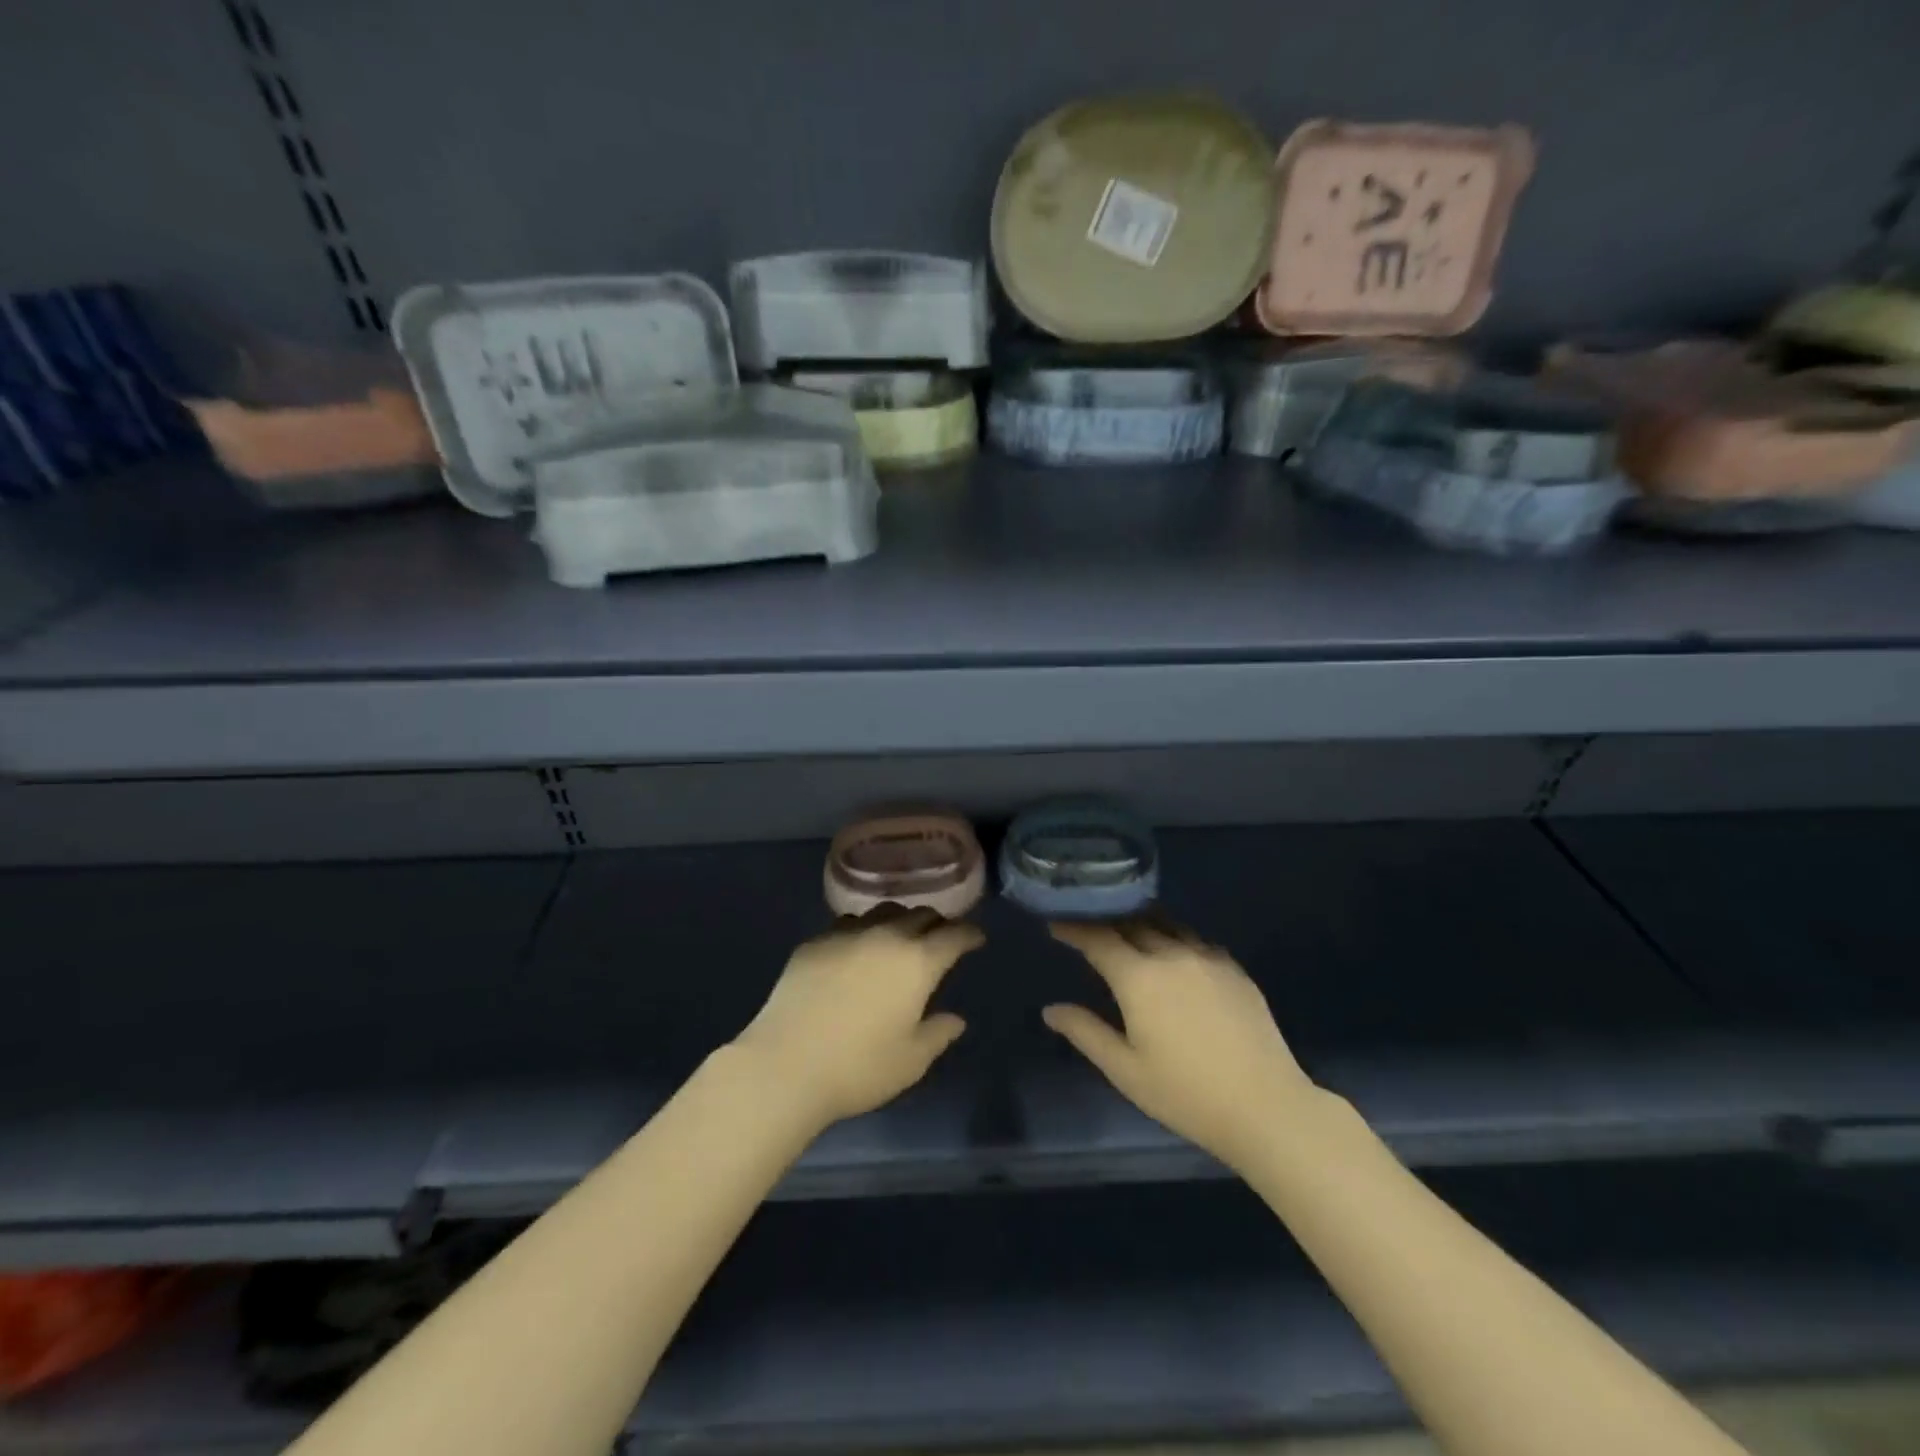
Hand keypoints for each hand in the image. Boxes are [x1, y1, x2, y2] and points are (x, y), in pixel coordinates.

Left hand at [734, 907, 983, 1129]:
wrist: (785, 1065)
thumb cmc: (858, 1067)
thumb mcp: (911, 1061)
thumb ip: (938, 1034)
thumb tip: (954, 1019)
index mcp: (917, 962)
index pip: (954, 935)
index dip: (969, 934)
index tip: (976, 939)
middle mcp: (885, 936)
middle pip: (919, 914)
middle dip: (936, 923)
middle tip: (940, 938)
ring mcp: (846, 934)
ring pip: (883, 912)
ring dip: (899, 921)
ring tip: (899, 938)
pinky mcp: (814, 942)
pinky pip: (848, 924)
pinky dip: (864, 931)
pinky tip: (857, 950)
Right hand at [1044, 918, 1318, 1169]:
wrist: (1266, 1107)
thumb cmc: (1186, 1094)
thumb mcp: (1125, 1070)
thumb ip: (1085, 1032)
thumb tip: (1050, 1010)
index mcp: (1139, 978)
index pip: (1097, 938)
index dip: (1073, 927)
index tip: (1055, 923)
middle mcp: (1171, 955)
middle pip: (1131, 923)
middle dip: (1106, 921)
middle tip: (1088, 926)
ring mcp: (1207, 958)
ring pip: (1166, 925)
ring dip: (1141, 924)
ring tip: (1127, 933)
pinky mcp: (1233, 968)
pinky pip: (1195, 940)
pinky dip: (1175, 939)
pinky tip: (1174, 955)